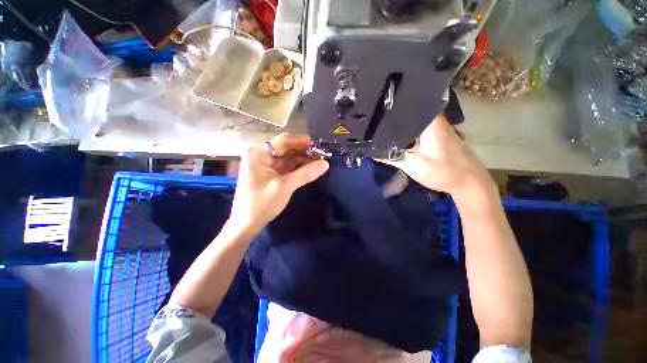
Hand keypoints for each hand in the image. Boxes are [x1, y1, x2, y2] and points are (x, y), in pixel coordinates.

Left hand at [230, 133, 329, 230]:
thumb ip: (305, 174)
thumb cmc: (261, 203)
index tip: (319, 146)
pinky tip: (311, 168)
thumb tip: (325, 164)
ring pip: (289, 157)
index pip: (284, 141)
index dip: (303, 142)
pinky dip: (299, 167)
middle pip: (287, 148)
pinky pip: (288, 165)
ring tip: (320, 162)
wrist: (248, 223)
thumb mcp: (284, 187)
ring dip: (304, 159)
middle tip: (322, 156)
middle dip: (305, 151)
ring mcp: (267, 164)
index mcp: (259, 153)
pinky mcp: (272, 172)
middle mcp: (262, 154)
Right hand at [381, 115, 494, 199]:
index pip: (405, 107)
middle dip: (389, 119)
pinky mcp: (435, 134)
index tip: (372, 113)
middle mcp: (433, 119)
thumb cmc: (445, 173)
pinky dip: (403, 133)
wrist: (469, 182)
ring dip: (396, 126)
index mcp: (429, 122)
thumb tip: (372, 151)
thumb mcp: (416, 167)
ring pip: (410, 121)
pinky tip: (393, 139)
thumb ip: (393, 158)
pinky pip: (414, 128)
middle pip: (406, 113)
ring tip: (377, 130)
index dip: (387, 109)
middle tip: (371, 125)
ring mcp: (435, 126)